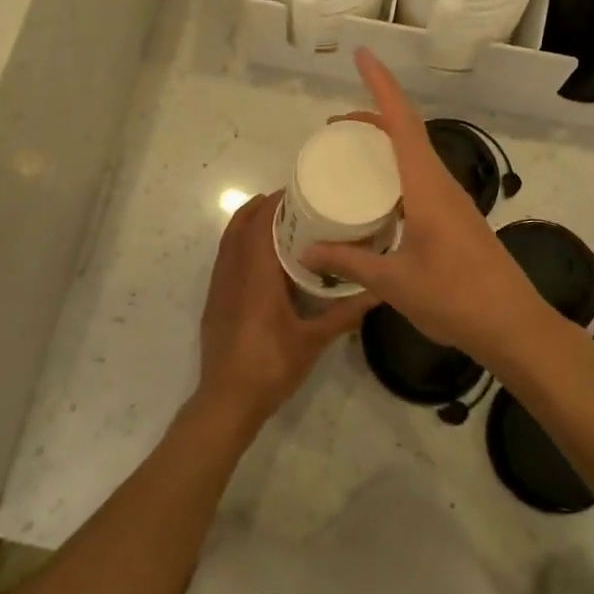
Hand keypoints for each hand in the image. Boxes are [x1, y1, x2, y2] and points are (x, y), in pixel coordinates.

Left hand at [195, 190, 374, 433]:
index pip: (260, 225)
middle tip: (292, 203)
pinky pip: (224, 259)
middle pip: (240, 226)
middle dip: (261, 208)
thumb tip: (378, 292)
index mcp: (257, 277)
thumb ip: (344, 314)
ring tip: (277, 222)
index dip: (274, 204)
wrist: (227, 401)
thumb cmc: (271, 367)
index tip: (297, 191)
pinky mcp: (214, 301)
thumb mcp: (313, 342)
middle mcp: (233, 273)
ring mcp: (219, 287)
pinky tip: (261, 259)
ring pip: (228, 241)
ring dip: (247, 224)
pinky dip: (239, 244)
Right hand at [301, 50, 556, 371]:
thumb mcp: (394, 282)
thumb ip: (349, 261)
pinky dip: (396, 171)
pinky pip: (420, 178)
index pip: (402, 122)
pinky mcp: (456, 219)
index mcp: (427, 187)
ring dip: (386, 143)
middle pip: (408, 132)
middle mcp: (441, 184)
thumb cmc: (455, 298)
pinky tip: (379, 196)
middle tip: (334, 126)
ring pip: (416, 155)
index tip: (362, 55)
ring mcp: (452, 201)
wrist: (514, 326)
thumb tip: (306, 249)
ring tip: (350, 154)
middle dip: (373, 116)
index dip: (381, 85)